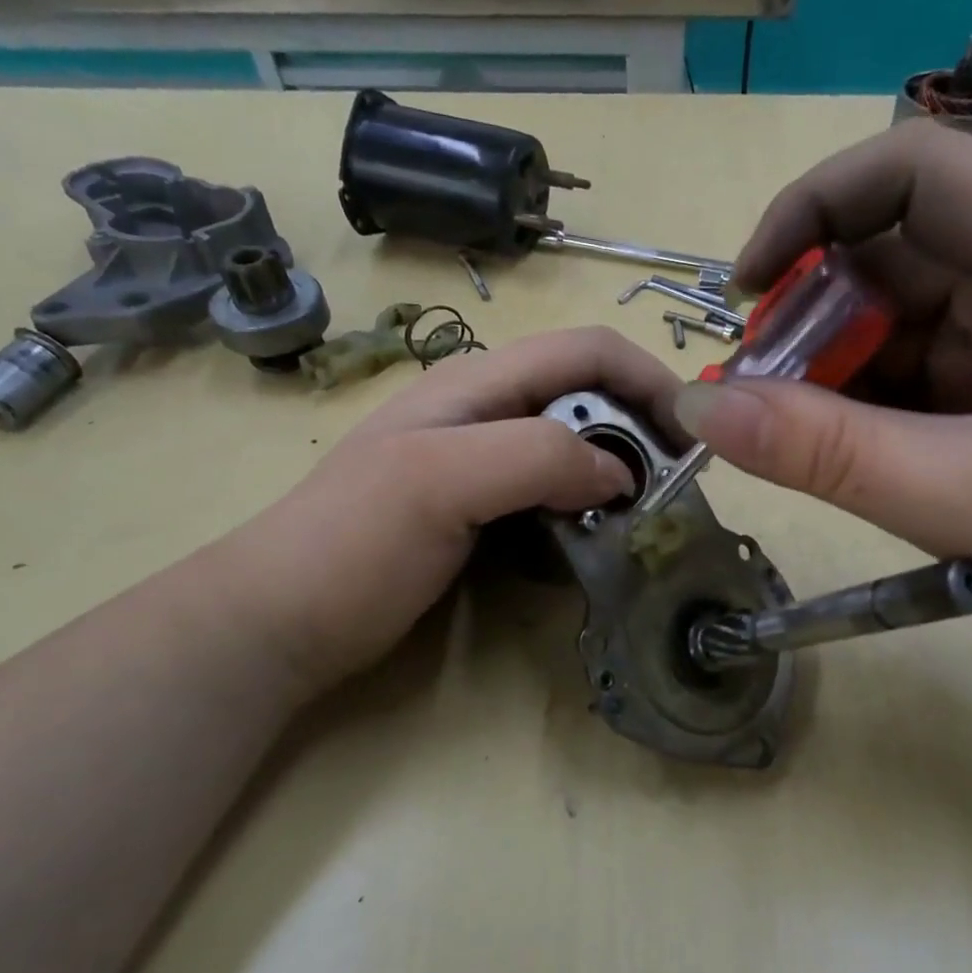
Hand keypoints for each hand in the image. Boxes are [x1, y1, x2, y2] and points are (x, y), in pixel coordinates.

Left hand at [211, 327, 681, 696]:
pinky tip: (593, 537)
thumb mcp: (438, 483)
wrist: (280, 622)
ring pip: (574, 444)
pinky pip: (551, 491)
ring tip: (641, 516)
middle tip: (670, 489)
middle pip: (587, 394)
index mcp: (475, 385)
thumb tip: (618, 471)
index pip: (585, 350)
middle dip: (640, 428)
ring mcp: (480, 463)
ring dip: (617, 470)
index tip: (691, 436)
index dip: (648, 378)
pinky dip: (586, 505)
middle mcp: (485, 412)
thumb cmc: (351, 545)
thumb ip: (533, 456)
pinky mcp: (479, 510)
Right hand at [672, 121, 971, 658]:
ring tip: (792, 436)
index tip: (750, 290)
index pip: (917, 169)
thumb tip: (699, 406)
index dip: (816, 208)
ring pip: (891, 313)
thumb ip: (825, 453)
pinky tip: (838, 449)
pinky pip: (907, 364)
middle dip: (811, 314)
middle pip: (892, 247)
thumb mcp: (961, 498)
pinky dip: (858, 399)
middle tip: (758, 394)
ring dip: (828, 367)